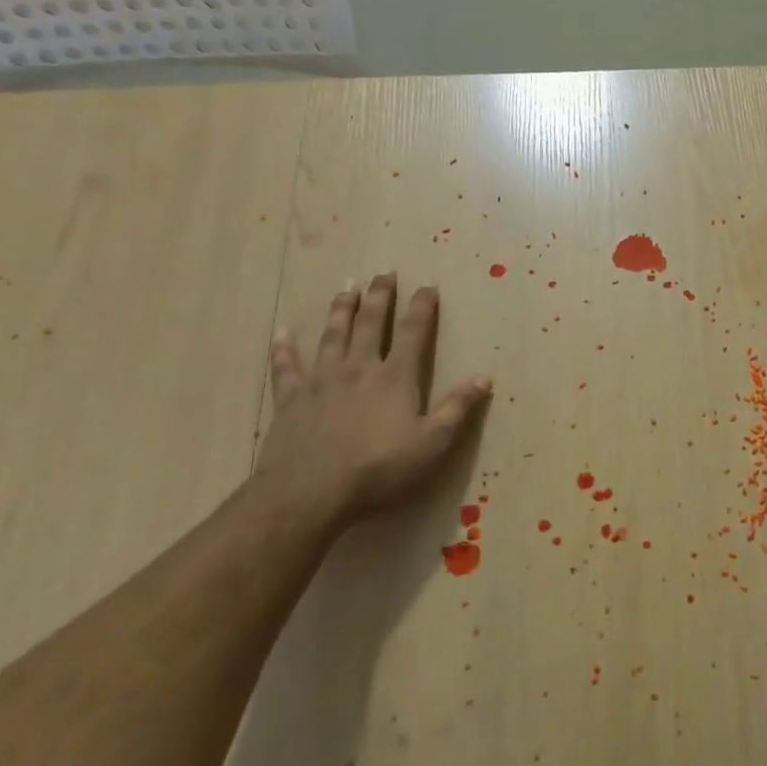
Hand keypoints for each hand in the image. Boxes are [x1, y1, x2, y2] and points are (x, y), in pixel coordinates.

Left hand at [256, 273, 491, 525]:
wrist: (310, 493)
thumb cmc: (379, 470)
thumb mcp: (432, 444)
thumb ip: (458, 408)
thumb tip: (485, 378)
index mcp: (395, 377)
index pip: (414, 332)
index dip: (423, 307)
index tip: (428, 285)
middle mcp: (359, 368)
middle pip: (371, 323)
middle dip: (380, 297)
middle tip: (383, 273)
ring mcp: (321, 381)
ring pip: (333, 335)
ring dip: (341, 310)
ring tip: (347, 287)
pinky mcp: (291, 400)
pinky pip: (286, 368)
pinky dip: (284, 349)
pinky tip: (281, 333)